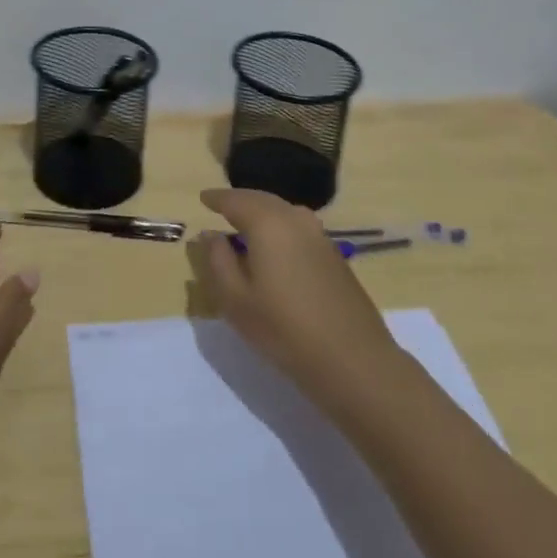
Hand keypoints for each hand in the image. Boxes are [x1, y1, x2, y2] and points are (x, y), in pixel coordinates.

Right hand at [187, 188, 403, 412]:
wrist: (353, 360)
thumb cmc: (284, 330)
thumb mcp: (236, 300)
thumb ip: (218, 261)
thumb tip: (210, 235)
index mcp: (267, 223)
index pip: (235, 200)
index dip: (216, 198)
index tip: (203, 198)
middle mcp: (295, 218)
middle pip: (261, 200)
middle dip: (240, 201)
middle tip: (221, 207)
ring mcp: (319, 235)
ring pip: (283, 211)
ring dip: (262, 213)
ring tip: (246, 225)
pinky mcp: (334, 254)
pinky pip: (298, 227)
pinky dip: (281, 227)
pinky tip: (276, 247)